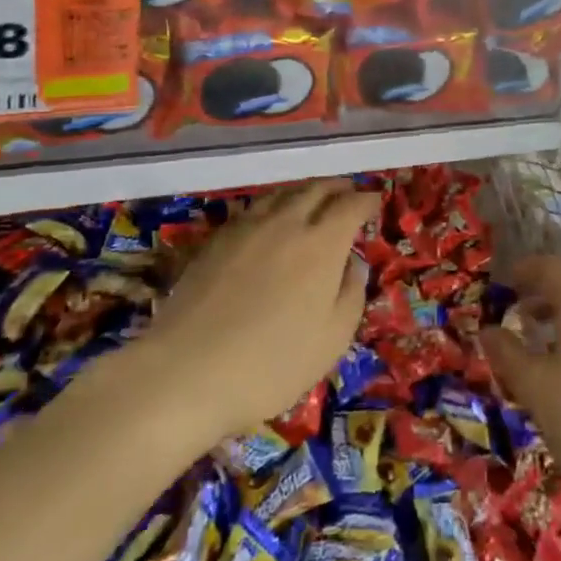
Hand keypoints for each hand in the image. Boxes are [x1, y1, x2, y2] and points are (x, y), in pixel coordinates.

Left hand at [142, 180, 378, 441]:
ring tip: (313, 201)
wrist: (185, 372)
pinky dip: (274, 207)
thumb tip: (353, 264)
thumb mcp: (332, 339)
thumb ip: (351, 294)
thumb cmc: (272, 363)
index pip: (351, 205)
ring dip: (304, 192)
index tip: (375, 202)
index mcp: (321, 243)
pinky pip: (254, 210)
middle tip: (348, 193)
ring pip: (282, 194)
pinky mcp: (214, 241)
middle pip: (315, 189)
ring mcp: (245, 228)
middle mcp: (286, 223)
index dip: (366, 200)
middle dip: (337, 188)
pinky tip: (271, 223)